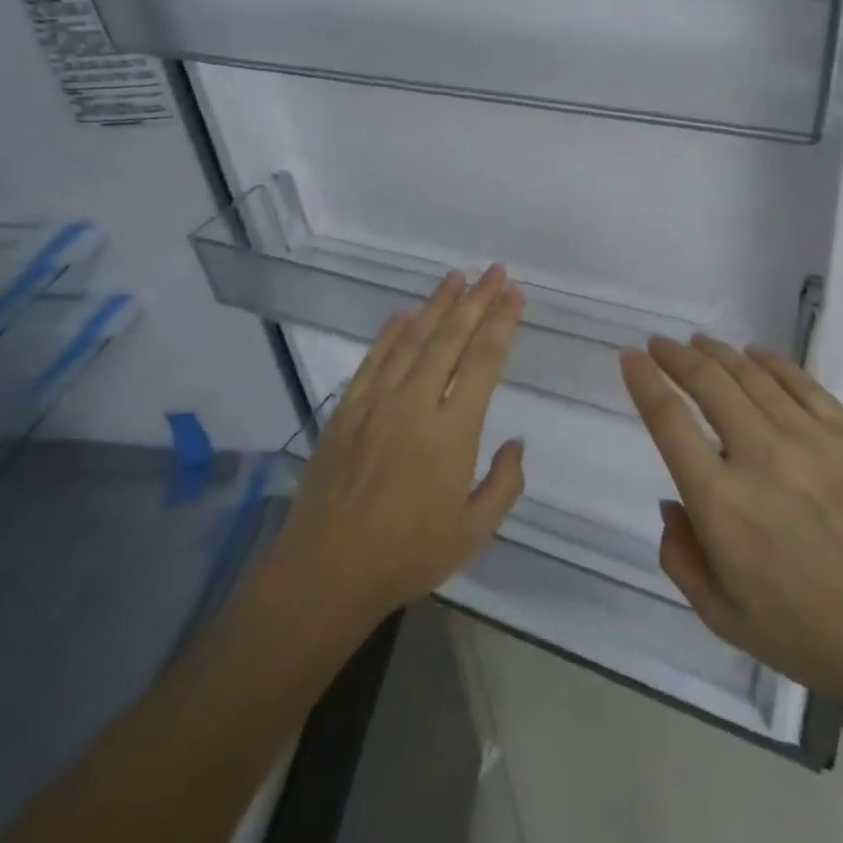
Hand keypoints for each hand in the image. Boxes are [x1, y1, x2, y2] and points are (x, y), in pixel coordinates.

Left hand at [269, 267, 527, 631]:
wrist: (327, 571)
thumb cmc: (407, 555)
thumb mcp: (474, 532)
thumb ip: (504, 483)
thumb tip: (515, 442)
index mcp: (452, 433)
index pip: (483, 362)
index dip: (501, 324)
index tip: (514, 295)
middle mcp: (414, 405)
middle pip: (450, 339)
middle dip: (476, 300)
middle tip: (494, 270)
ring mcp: (375, 404)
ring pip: (411, 340)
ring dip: (436, 305)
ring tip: (456, 277)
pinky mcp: (346, 411)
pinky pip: (372, 361)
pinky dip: (389, 334)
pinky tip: (403, 314)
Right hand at [620, 335, 842, 727]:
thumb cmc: (811, 637)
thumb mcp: (723, 617)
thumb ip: (681, 558)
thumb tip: (673, 504)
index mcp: (721, 504)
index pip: (669, 422)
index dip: (644, 382)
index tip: (630, 357)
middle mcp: (760, 458)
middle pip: (708, 384)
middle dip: (675, 356)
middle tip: (659, 343)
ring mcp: (812, 441)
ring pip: (753, 377)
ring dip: (719, 353)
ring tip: (700, 342)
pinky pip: (805, 385)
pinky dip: (773, 363)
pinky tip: (756, 354)